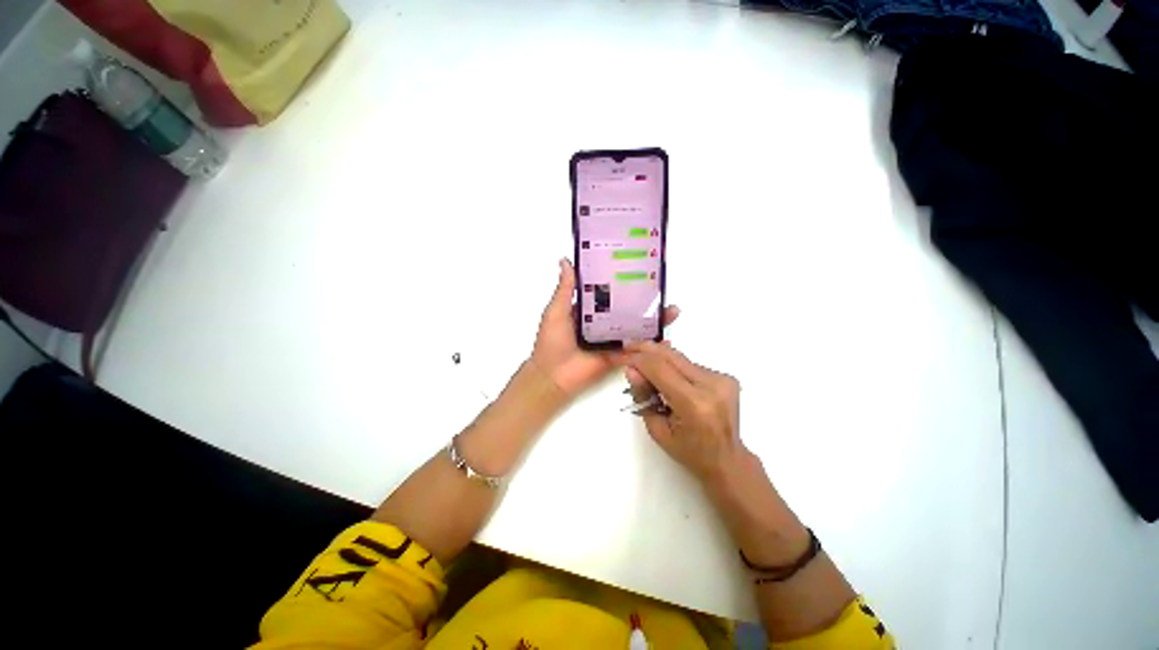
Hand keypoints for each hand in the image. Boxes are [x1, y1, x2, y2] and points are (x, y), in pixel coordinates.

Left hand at [532, 259, 678, 397]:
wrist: (553, 376)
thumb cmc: (551, 342)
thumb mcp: (556, 311)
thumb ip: (565, 289)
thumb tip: (566, 261)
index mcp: (589, 311)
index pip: (609, 293)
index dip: (623, 284)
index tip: (639, 272)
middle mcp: (602, 324)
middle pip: (627, 311)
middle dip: (644, 302)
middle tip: (662, 292)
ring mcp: (611, 341)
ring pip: (635, 329)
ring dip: (652, 322)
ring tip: (671, 312)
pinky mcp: (616, 357)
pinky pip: (635, 351)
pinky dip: (649, 346)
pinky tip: (665, 339)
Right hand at [625, 342, 744, 482]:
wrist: (727, 459)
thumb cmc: (689, 452)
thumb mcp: (657, 429)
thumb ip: (643, 396)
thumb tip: (631, 369)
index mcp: (694, 403)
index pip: (659, 368)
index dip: (637, 359)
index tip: (621, 356)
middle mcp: (711, 385)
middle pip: (670, 355)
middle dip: (646, 348)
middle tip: (627, 346)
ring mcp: (722, 379)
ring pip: (680, 358)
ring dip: (660, 358)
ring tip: (643, 363)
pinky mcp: (725, 377)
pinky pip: (690, 365)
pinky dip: (674, 367)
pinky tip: (667, 377)